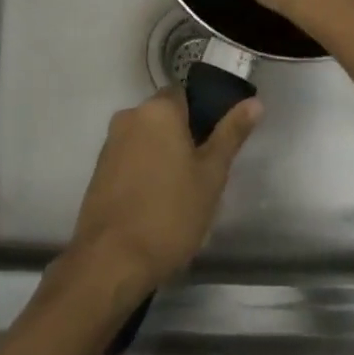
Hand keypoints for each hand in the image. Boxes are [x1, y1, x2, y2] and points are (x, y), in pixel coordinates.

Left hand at [67, 89, 260, 296]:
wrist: (112, 259)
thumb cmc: (170, 213)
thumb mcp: (211, 175)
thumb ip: (231, 134)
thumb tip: (254, 102)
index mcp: (158, 109)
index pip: (185, 95)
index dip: (203, 116)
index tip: (215, 146)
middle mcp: (130, 116)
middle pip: (164, 117)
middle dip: (183, 138)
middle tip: (203, 175)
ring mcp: (110, 142)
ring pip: (146, 139)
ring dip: (163, 156)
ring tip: (181, 194)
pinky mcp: (99, 169)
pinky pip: (130, 158)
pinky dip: (144, 171)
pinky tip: (155, 203)